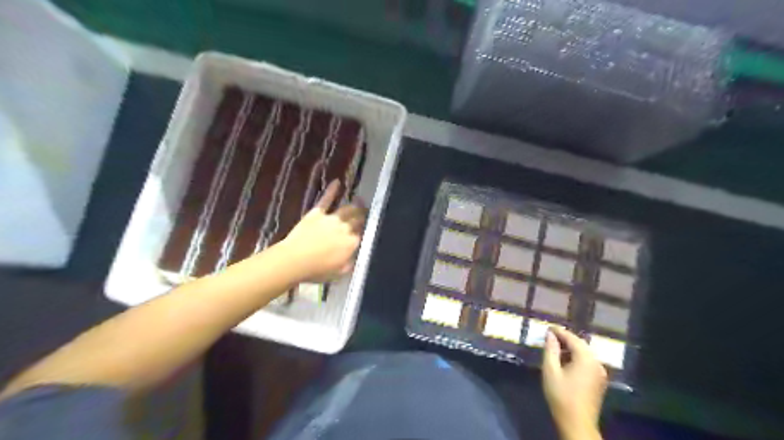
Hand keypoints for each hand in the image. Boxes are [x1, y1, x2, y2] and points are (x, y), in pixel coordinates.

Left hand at [281, 180, 367, 281]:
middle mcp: (345, 229)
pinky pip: (326, 199)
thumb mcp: (338, 273)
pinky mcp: (317, 213)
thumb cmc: (316, 271)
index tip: (366, 229)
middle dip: (363, 215)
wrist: (295, 260)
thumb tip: (354, 258)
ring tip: (360, 201)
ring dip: (355, 205)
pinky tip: (337, 182)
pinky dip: (332, 190)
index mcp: (352, 244)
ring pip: (347, 209)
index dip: (364, 231)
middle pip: (357, 219)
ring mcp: (331, 219)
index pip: (362, 234)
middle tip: (366, 212)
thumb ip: (349, 264)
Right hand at [547, 328, 605, 437]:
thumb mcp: (550, 370)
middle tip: (550, 337)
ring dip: (571, 349)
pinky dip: (577, 358)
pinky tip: (566, 362)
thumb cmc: (561, 395)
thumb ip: (550, 350)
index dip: (559, 332)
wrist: (577, 423)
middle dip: (565, 339)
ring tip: (555, 349)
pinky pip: (588, 362)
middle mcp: (596, 362)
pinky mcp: (599, 381)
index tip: (547, 327)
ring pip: (584, 353)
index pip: (572, 338)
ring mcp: (600, 372)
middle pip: (580, 345)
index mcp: (586, 358)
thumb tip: (550, 335)